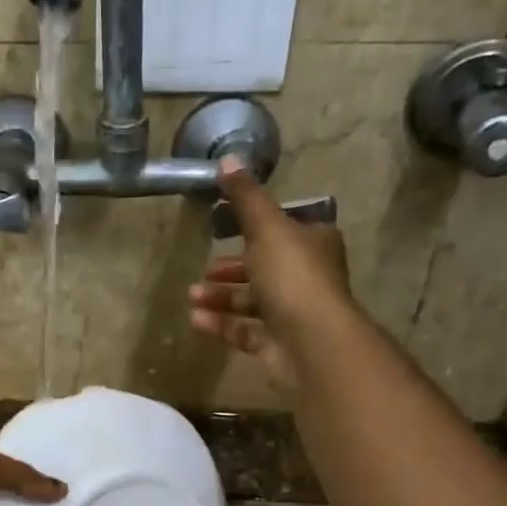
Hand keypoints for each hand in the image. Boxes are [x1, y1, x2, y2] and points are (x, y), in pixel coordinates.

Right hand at [188, 156, 353, 393]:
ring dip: (221, 298)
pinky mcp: (277, 346)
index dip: (255, 229)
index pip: (284, 230)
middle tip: (205, 269)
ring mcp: (293, 315)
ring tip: (192, 296)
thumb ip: (246, 198)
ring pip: (252, 302)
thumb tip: (229, 159)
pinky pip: (245, 332)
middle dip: (231, 269)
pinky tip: (197, 320)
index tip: (225, 229)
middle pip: (265, 268)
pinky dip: (221, 324)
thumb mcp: (266, 227)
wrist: (310, 342)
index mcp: (314, 244)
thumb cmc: (292, 277)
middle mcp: (307, 278)